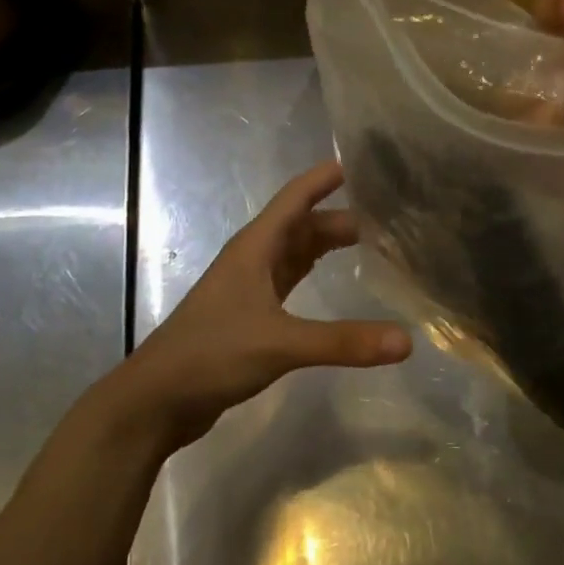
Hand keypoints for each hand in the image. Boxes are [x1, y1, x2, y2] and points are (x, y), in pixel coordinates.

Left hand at [115, 161, 411, 455]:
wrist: (157, 400)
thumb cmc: (211, 355)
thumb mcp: (280, 343)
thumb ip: (342, 341)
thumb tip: (406, 342)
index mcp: (255, 248)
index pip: (295, 198)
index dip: (325, 178)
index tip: (364, 163)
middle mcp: (253, 260)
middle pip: (302, 226)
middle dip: (341, 217)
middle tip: (389, 215)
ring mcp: (249, 289)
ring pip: (296, 253)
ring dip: (328, 245)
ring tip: (373, 242)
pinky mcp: (250, 317)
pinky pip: (290, 282)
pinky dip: (315, 276)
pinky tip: (335, 283)